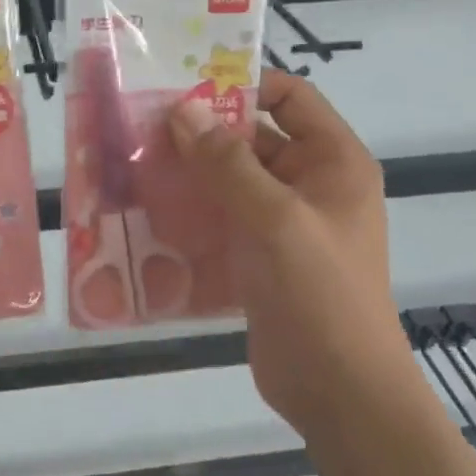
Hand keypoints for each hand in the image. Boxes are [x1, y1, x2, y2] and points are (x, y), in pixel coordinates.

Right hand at [167, 70, 412, 441]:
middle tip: (144, 124)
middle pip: (254, 138)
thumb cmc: (319, 294)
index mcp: (333, 162)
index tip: (187, 84)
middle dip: (204, 131)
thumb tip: (183, 109)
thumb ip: (228, 163)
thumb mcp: (275, 219)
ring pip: (233, 180)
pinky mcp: (261, 256)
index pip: (291, 98)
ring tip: (136, 162)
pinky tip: (150, 210)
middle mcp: (312, 184)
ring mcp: (285, 223)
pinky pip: (224, 218)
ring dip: (192, 172)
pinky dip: (193, 210)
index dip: (243, 85)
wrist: (338, 391)